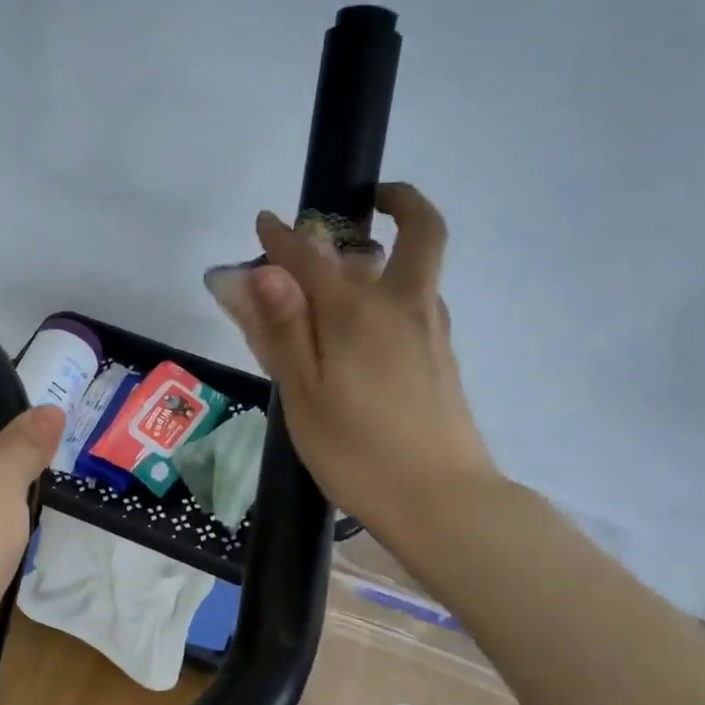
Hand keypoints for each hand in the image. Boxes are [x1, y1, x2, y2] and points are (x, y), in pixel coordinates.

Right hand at [212, 183, 497, 540]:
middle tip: (368, 203)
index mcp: (358, 313)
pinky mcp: (444, 361)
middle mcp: (404, 308)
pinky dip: (395, 292)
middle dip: (399, 203)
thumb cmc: (357, 451)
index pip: (313, 258)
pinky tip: (368, 328)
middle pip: (419, 233)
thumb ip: (283, 330)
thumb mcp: (304, 394)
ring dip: (394, 251)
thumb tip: (261, 272)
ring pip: (420, 271)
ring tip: (352, 271)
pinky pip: (419, 304)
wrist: (442, 502)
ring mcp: (432, 333)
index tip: (265, 223)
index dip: (283, 238)